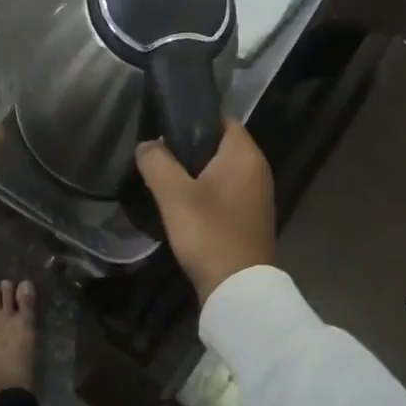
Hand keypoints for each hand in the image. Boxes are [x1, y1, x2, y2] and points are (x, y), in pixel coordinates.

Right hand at [135, 119, 275, 304]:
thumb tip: (147, 145)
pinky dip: (207, 191)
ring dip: (197, 171)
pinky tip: (184, 204)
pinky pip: (227, 190)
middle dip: (191, 146)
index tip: (165, 125)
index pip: (222, 118)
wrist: (238, 287)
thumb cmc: (208, 232)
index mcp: (245, 154)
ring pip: (222, 169)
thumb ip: (156, 162)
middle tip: (159, 154)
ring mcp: (258, 194)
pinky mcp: (252, 216)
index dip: (194, 117)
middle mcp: (258, 168)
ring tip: (166, 178)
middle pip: (221, 144)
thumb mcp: (173, 195)